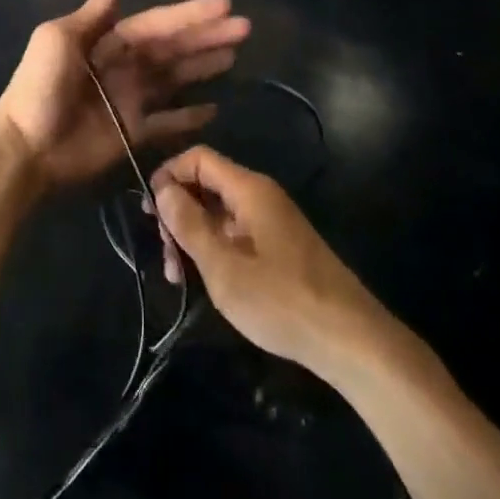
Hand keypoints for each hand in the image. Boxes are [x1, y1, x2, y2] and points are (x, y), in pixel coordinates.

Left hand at [0, 0, 249, 193]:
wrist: (25, 148)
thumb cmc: (40, 88)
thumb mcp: (58, 40)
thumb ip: (92, 15)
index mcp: (108, 41)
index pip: (158, 23)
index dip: (190, 14)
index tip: (225, 4)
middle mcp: (125, 66)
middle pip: (173, 48)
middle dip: (207, 37)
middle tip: (245, 28)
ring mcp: (131, 100)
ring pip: (176, 78)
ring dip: (203, 66)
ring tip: (235, 55)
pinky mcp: (134, 133)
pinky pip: (168, 121)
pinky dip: (189, 116)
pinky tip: (215, 108)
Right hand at [152, 146, 381, 377]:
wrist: (350, 339)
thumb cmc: (282, 301)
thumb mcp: (224, 268)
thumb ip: (190, 225)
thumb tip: (163, 189)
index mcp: (249, 190)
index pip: (200, 158)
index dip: (170, 175)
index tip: (149, 211)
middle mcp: (261, 196)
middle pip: (208, 185)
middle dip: (179, 213)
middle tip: (165, 256)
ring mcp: (272, 222)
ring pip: (219, 213)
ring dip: (194, 237)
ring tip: (178, 278)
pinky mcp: (279, 246)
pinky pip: (236, 233)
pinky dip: (215, 250)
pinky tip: (206, 281)